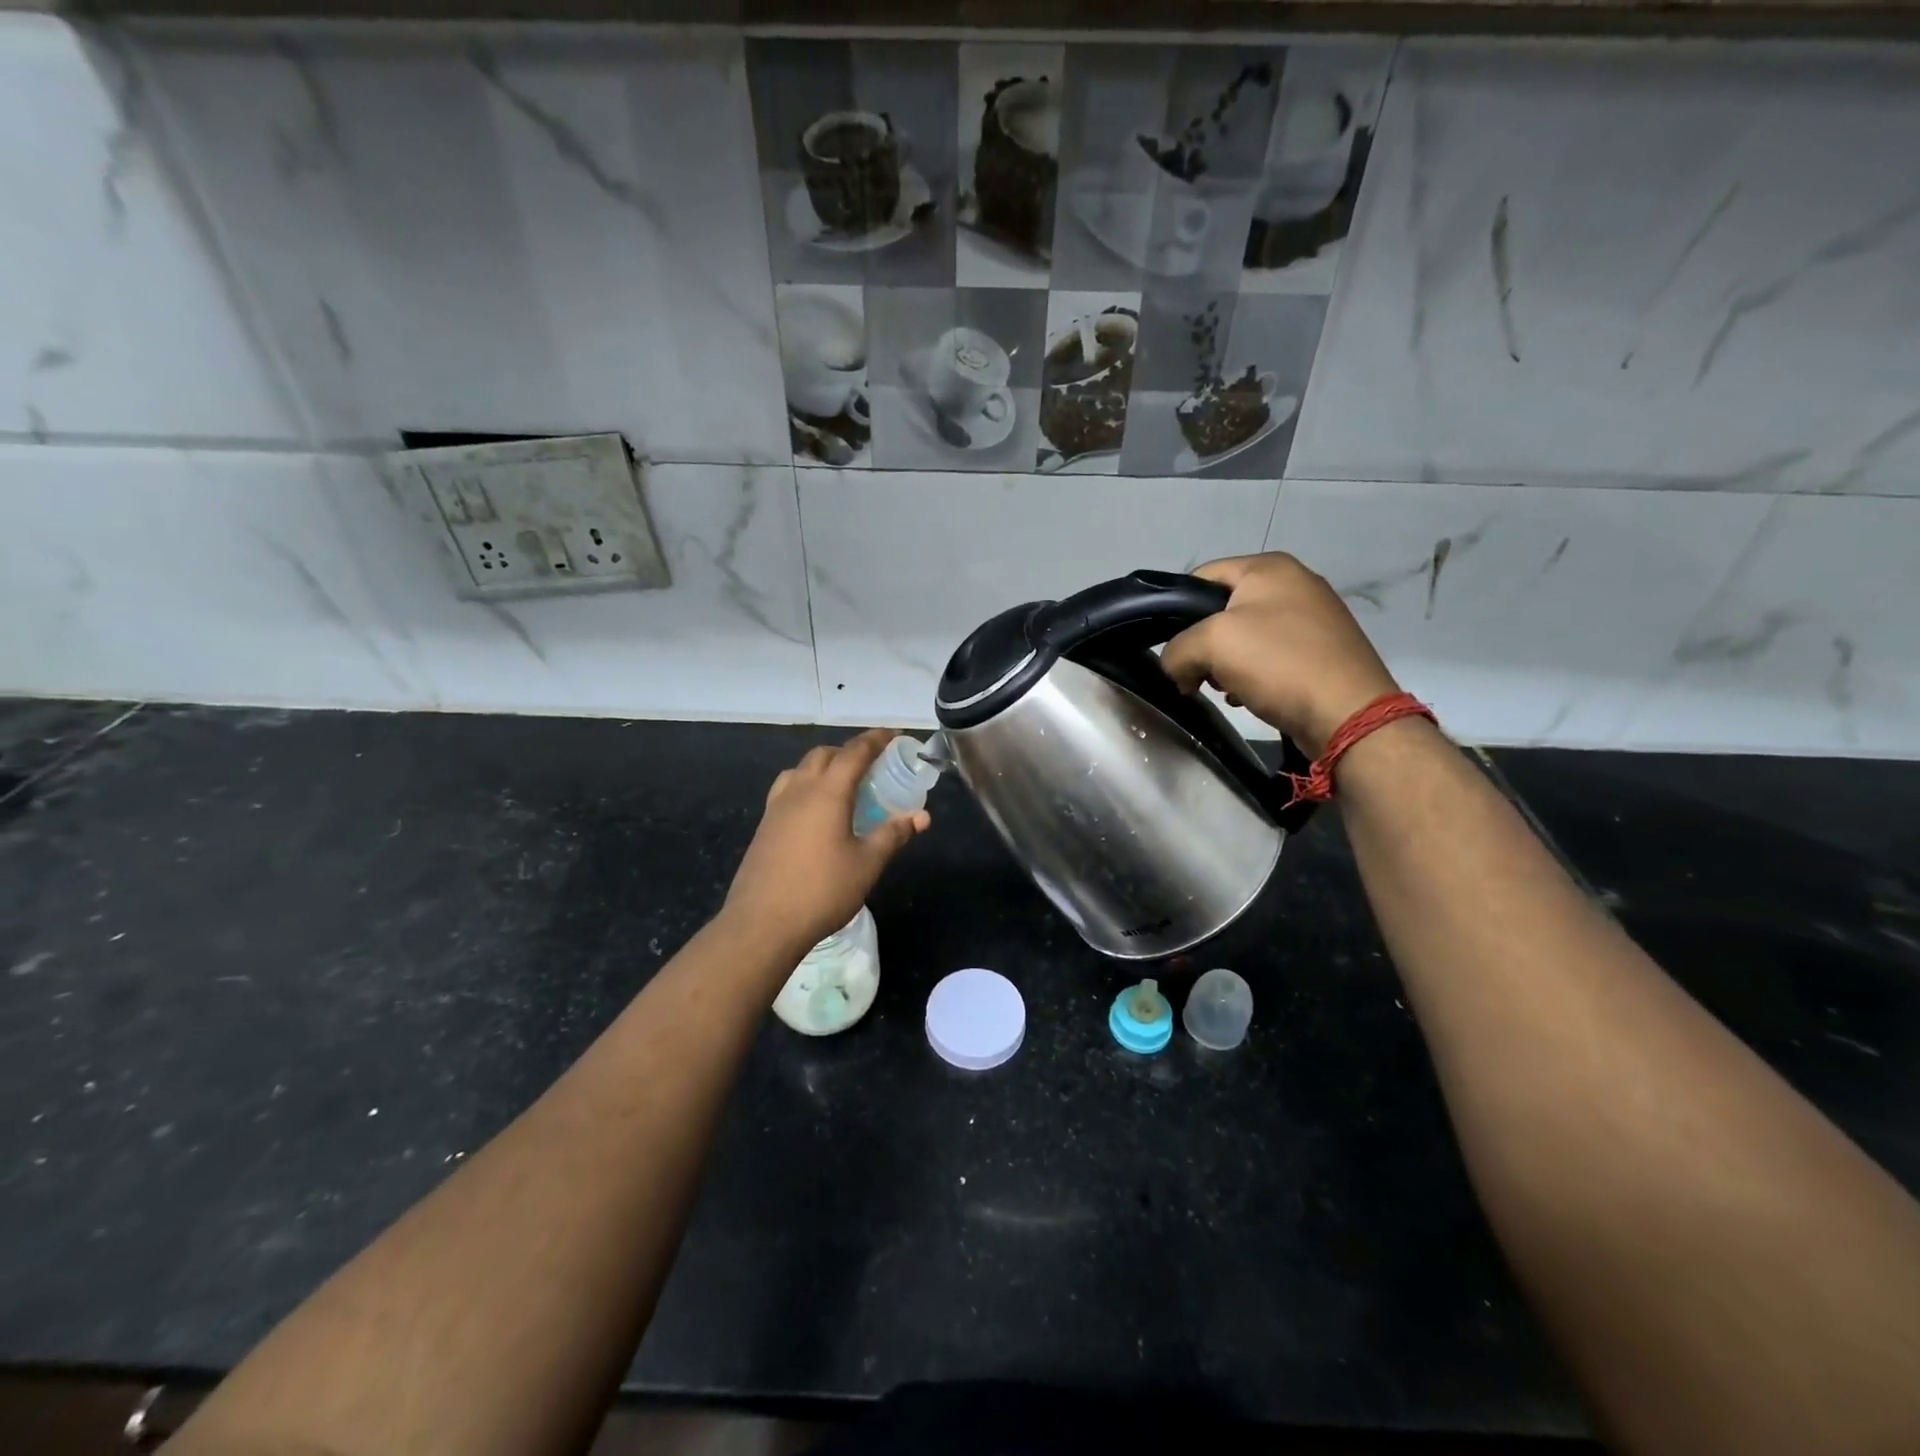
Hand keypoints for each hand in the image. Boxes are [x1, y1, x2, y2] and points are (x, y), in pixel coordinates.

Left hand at [722, 729, 930, 955]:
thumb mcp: (867, 864)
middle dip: (849, 751)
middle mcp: (799, 790)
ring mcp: (776, 807)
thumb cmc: (822, 891)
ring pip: (801, 769)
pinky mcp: (764, 826)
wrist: (762, 924)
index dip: (876, 739)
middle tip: (872, 765)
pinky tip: (815, 811)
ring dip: (824, 766)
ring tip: (843, 785)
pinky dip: (807, 785)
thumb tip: (921, 816)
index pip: (855, 752)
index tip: (894, 735)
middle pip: (824, 754)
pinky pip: (788, 789)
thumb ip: (894, 834)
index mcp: (827, 792)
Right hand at [1161, 553, 1400, 754]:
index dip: (1176, 611)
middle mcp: (1294, 583)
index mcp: (1268, 567)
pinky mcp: (1322, 650)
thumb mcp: (1211, 644)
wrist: (1348, 714)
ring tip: (1225, 690)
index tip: (1171, 648)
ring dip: (1225, 664)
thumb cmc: (1278, 663)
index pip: (1200, 577)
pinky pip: (1271, 657)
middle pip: (1222, 609)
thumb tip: (1176, 669)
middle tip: (1198, 674)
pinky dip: (1252, 675)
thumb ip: (1177, 650)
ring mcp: (1313, 617)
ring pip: (1245, 636)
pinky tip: (1249, 697)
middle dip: (1202, 644)